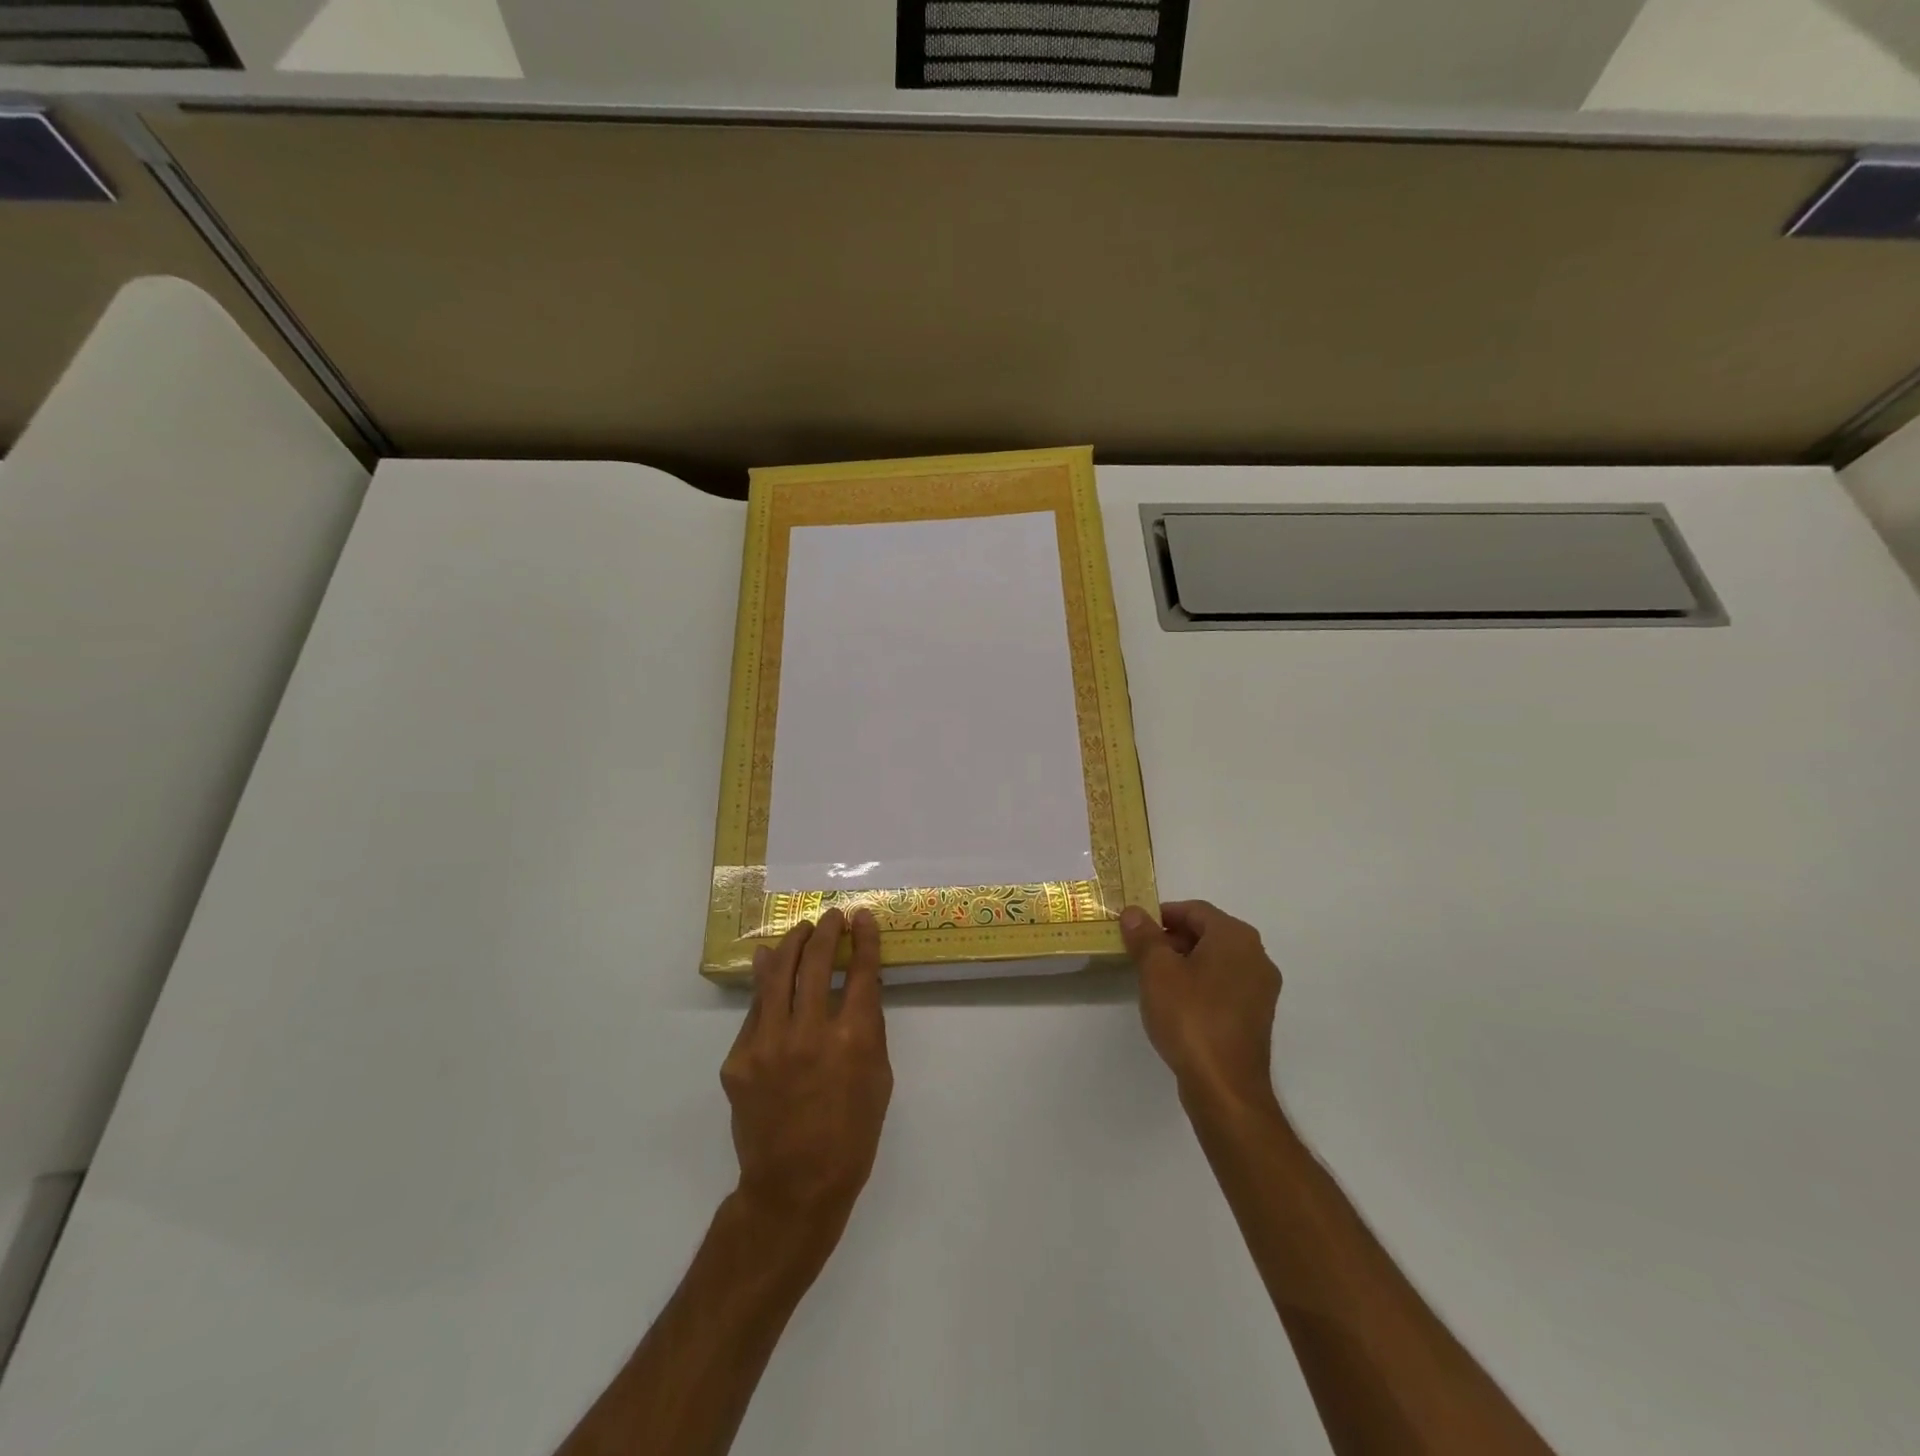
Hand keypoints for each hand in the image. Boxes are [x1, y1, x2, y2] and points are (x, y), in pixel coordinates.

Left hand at [720, 908, 892, 1245]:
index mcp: (852, 1040)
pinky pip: (755, 1009)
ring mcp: (768, 1044)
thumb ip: (868, 1028)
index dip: (864, 939)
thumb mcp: (879, 1078)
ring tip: (802, 929)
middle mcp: (809, 1033)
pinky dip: (765, 982)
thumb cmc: (851, 1135)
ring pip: (777, 975)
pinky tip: (769, 963)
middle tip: (832, 917)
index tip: (863, 917)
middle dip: (827, 931)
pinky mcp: (739, 1058)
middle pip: (816, 962)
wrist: (794, 1186)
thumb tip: (857, 986)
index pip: (860, 972)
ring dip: (793, 944)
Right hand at [1120, 900, 1281, 1113]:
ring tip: (1153, 978)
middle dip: (1172, 938)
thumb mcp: (1157, 971)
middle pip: (1208, 933)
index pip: (1195, 910)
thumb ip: (1145, 937)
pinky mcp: (1256, 1016)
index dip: (1162, 914)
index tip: (1135, 928)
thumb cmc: (1190, 1018)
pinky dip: (1200, 983)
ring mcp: (1261, 988)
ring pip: (1216, 960)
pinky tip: (1177, 1003)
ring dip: (1185, 961)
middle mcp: (1256, 956)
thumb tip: (1134, 913)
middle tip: (1140, 952)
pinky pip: (1224, 985)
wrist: (1225, 1087)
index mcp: (1236, 937)